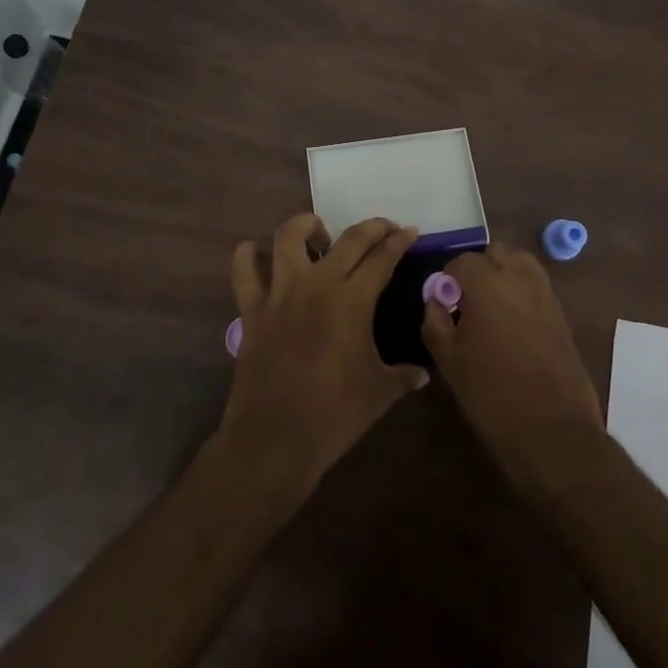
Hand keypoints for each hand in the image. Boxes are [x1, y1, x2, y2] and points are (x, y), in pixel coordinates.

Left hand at [217, 214, 428, 491]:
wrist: (275, 441)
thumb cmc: (334, 415)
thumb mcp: (379, 394)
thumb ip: (403, 376)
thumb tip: (423, 374)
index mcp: (352, 300)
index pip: (382, 258)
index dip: (399, 241)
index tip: (409, 231)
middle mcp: (317, 284)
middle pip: (348, 239)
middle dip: (371, 227)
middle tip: (383, 229)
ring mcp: (280, 293)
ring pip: (289, 237)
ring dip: (308, 227)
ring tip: (320, 238)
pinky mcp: (252, 310)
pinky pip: (244, 270)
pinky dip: (249, 255)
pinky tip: (259, 253)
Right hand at [421, 243, 603, 494]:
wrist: (551, 430)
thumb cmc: (491, 394)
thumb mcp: (449, 361)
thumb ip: (435, 322)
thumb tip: (435, 300)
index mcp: (488, 284)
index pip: (462, 261)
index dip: (448, 278)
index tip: (443, 300)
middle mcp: (520, 278)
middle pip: (496, 253)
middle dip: (479, 268)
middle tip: (467, 299)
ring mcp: (546, 294)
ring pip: (521, 264)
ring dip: (504, 274)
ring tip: (491, 307)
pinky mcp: (562, 313)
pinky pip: (537, 287)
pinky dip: (522, 292)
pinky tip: (512, 324)